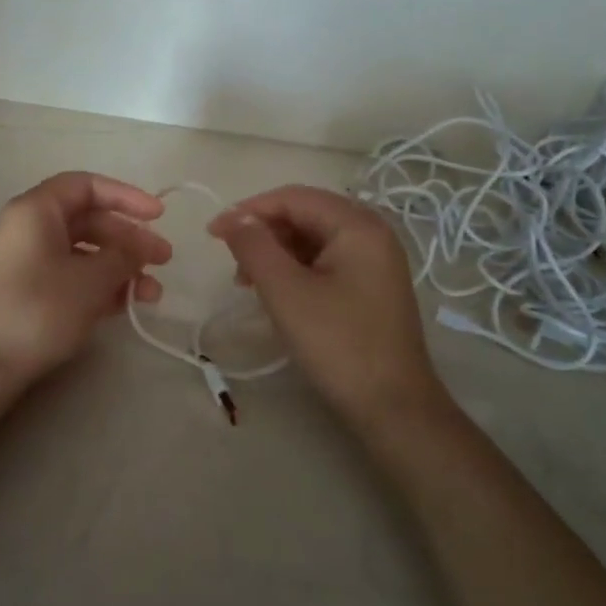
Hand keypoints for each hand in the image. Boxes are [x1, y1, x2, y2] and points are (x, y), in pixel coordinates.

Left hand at [0, 171, 171, 390]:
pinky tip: (127, 305)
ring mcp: (29, 261)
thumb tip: (139, 248)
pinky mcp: (30, 291)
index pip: (86, 186)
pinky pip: (73, 276)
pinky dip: (101, 285)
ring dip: (121, 268)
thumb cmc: (38, 309)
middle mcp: (30, 228)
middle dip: (129, 239)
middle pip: (89, 220)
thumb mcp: (90, 280)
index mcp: (37, 211)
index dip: (126, 196)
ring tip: (152, 294)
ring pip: (84, 252)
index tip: (158, 216)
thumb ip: (122, 257)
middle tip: (164, 260)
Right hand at [209, 186, 443, 427]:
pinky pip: (326, 261)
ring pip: (313, 239)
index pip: (294, 197)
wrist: (393, 407)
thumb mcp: (286, 292)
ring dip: (276, 252)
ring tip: (247, 282)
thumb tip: (232, 217)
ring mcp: (375, 260)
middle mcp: (372, 232)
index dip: (249, 210)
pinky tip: (276, 292)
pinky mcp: (372, 285)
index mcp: (357, 225)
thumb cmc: (338, 344)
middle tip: (231, 263)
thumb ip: (255, 246)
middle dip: (263, 233)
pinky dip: (295, 269)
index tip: (212, 233)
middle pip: (305, 214)